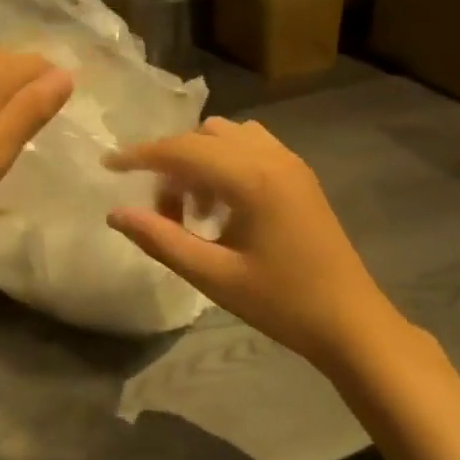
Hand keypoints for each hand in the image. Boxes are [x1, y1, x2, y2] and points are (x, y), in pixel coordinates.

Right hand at [105, 118, 386, 368]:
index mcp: (250, 178)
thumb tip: (115, 213)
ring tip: (194, 208)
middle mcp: (270, 156)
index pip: (181, 150)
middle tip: (161, 211)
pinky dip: (224, 160)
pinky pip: (249, 145)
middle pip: (201, 137)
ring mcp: (288, 160)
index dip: (139, 155)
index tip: (107, 165)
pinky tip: (223, 203)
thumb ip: (161, 240)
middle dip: (170, 163)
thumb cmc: (282, 303)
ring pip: (225, 136)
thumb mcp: (214, 276)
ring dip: (198, 159)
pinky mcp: (298, 172)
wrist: (351, 323)